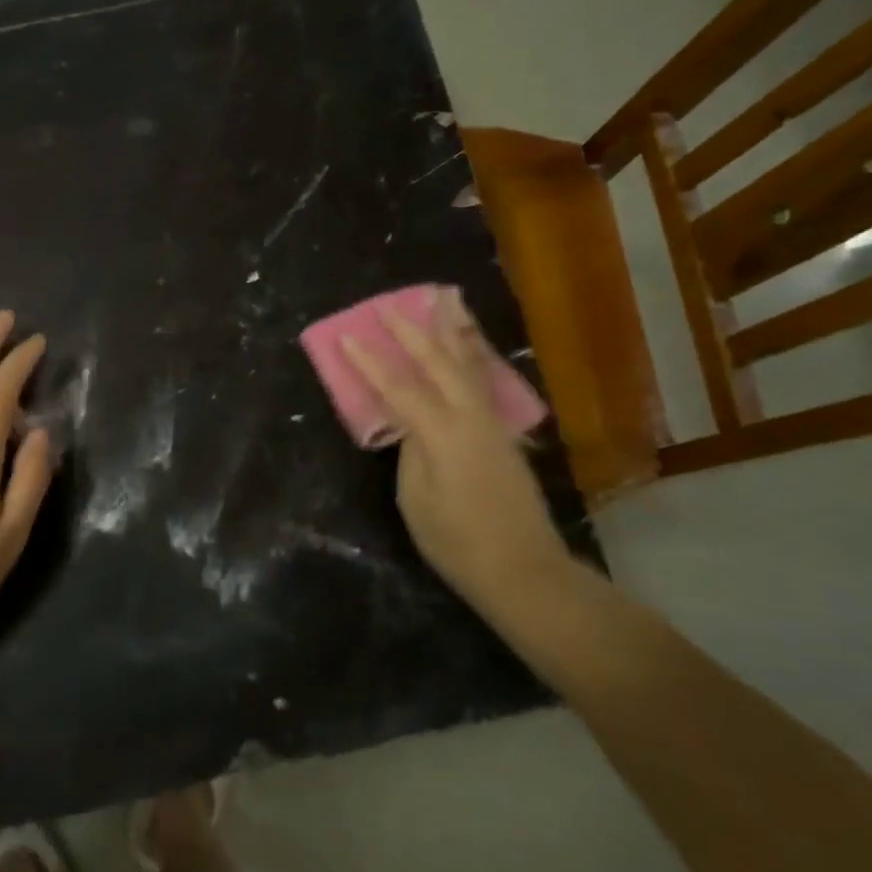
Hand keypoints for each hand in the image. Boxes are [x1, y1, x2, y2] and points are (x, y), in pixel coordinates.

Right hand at [341, 292, 567, 620]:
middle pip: (438, 363)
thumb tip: (412, 425)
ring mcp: (492, 423)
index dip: (370, 362)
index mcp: (441, 433)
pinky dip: (470, 355)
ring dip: (452, 331)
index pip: (398, 387)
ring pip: (468, 364)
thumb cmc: (457, 542)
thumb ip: (411, 452)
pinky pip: (481, 380)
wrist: (523, 569)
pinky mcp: (503, 433)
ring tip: (444, 301)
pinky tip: (468, 346)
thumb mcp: (416, 499)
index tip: (348, 335)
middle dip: (412, 331)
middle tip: (390, 305)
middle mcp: (470, 417)